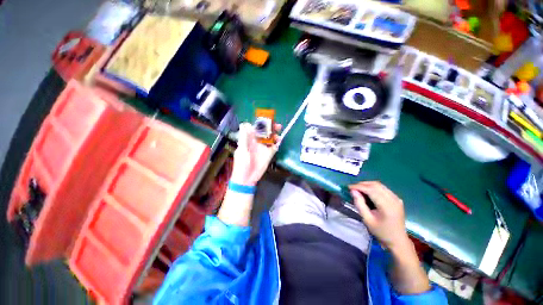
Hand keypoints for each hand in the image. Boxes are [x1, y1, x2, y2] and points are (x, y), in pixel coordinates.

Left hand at [230, 122, 281, 185]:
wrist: (247, 179)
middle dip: (271, 128)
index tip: (267, 121)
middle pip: (265, 132)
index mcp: (249, 139)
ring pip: (271, 138)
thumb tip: (244, 123)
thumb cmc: (241, 164)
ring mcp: (263, 148)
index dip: (261, 124)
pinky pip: (274, 147)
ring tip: (278, 136)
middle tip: (277, 126)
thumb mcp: (242, 150)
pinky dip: (277, 144)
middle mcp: (257, 142)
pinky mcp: (268, 154)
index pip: (256, 128)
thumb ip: (244, 138)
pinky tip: (279, 143)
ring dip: (275, 135)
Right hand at [349, 181, 409, 250]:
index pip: (371, 190)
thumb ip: (359, 204)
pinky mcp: (396, 199)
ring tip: (358, 189)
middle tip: (352, 188)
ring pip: (379, 185)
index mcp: (387, 206)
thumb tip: (353, 191)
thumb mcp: (367, 220)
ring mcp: (396, 198)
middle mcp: (393, 199)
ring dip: (367, 185)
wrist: (398, 240)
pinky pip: (383, 188)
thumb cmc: (381, 232)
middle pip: (376, 185)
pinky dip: (373, 188)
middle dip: (362, 184)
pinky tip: (367, 192)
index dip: (359, 187)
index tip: (348, 187)